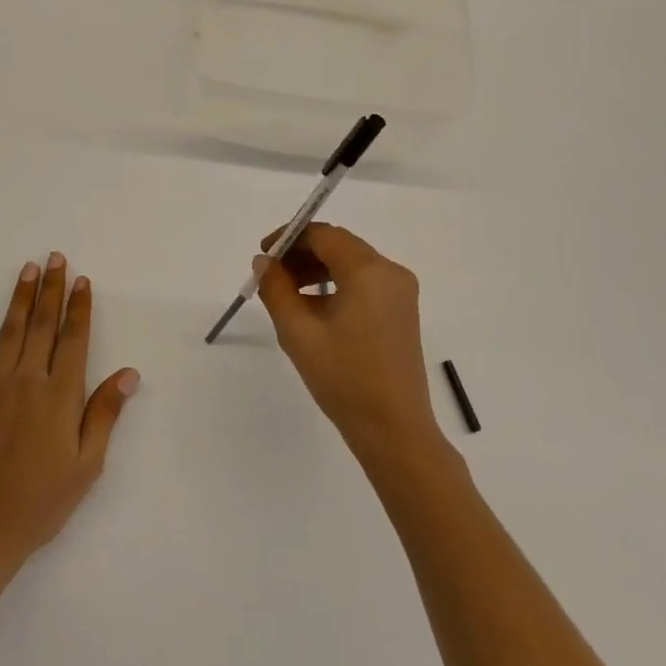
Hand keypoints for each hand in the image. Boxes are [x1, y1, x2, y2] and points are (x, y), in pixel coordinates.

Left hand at [0, 254, 139, 575]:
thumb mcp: (87, 464)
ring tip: (27, 270)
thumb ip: (105, 413)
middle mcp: (28, 382)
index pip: (74, 339)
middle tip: (54, 258)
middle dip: (50, 289)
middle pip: (42, 326)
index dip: (78, 307)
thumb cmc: (43, 501)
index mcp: (60, 396)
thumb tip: (129, 373)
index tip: (81, 280)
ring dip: (19, 298)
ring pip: (10, 332)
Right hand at [252, 224, 439, 457]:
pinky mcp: (402, 311)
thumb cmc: (344, 379)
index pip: (323, 234)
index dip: (289, 237)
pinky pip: (365, 284)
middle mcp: (390, 272)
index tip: (262, 255)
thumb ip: (276, 289)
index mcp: (368, 271)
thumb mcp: (298, 332)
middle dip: (302, 254)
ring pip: (352, 264)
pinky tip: (313, 310)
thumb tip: (264, 262)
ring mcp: (401, 292)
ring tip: (286, 294)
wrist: (394, 430)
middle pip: (339, 246)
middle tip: (269, 275)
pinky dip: (337, 286)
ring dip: (317, 270)